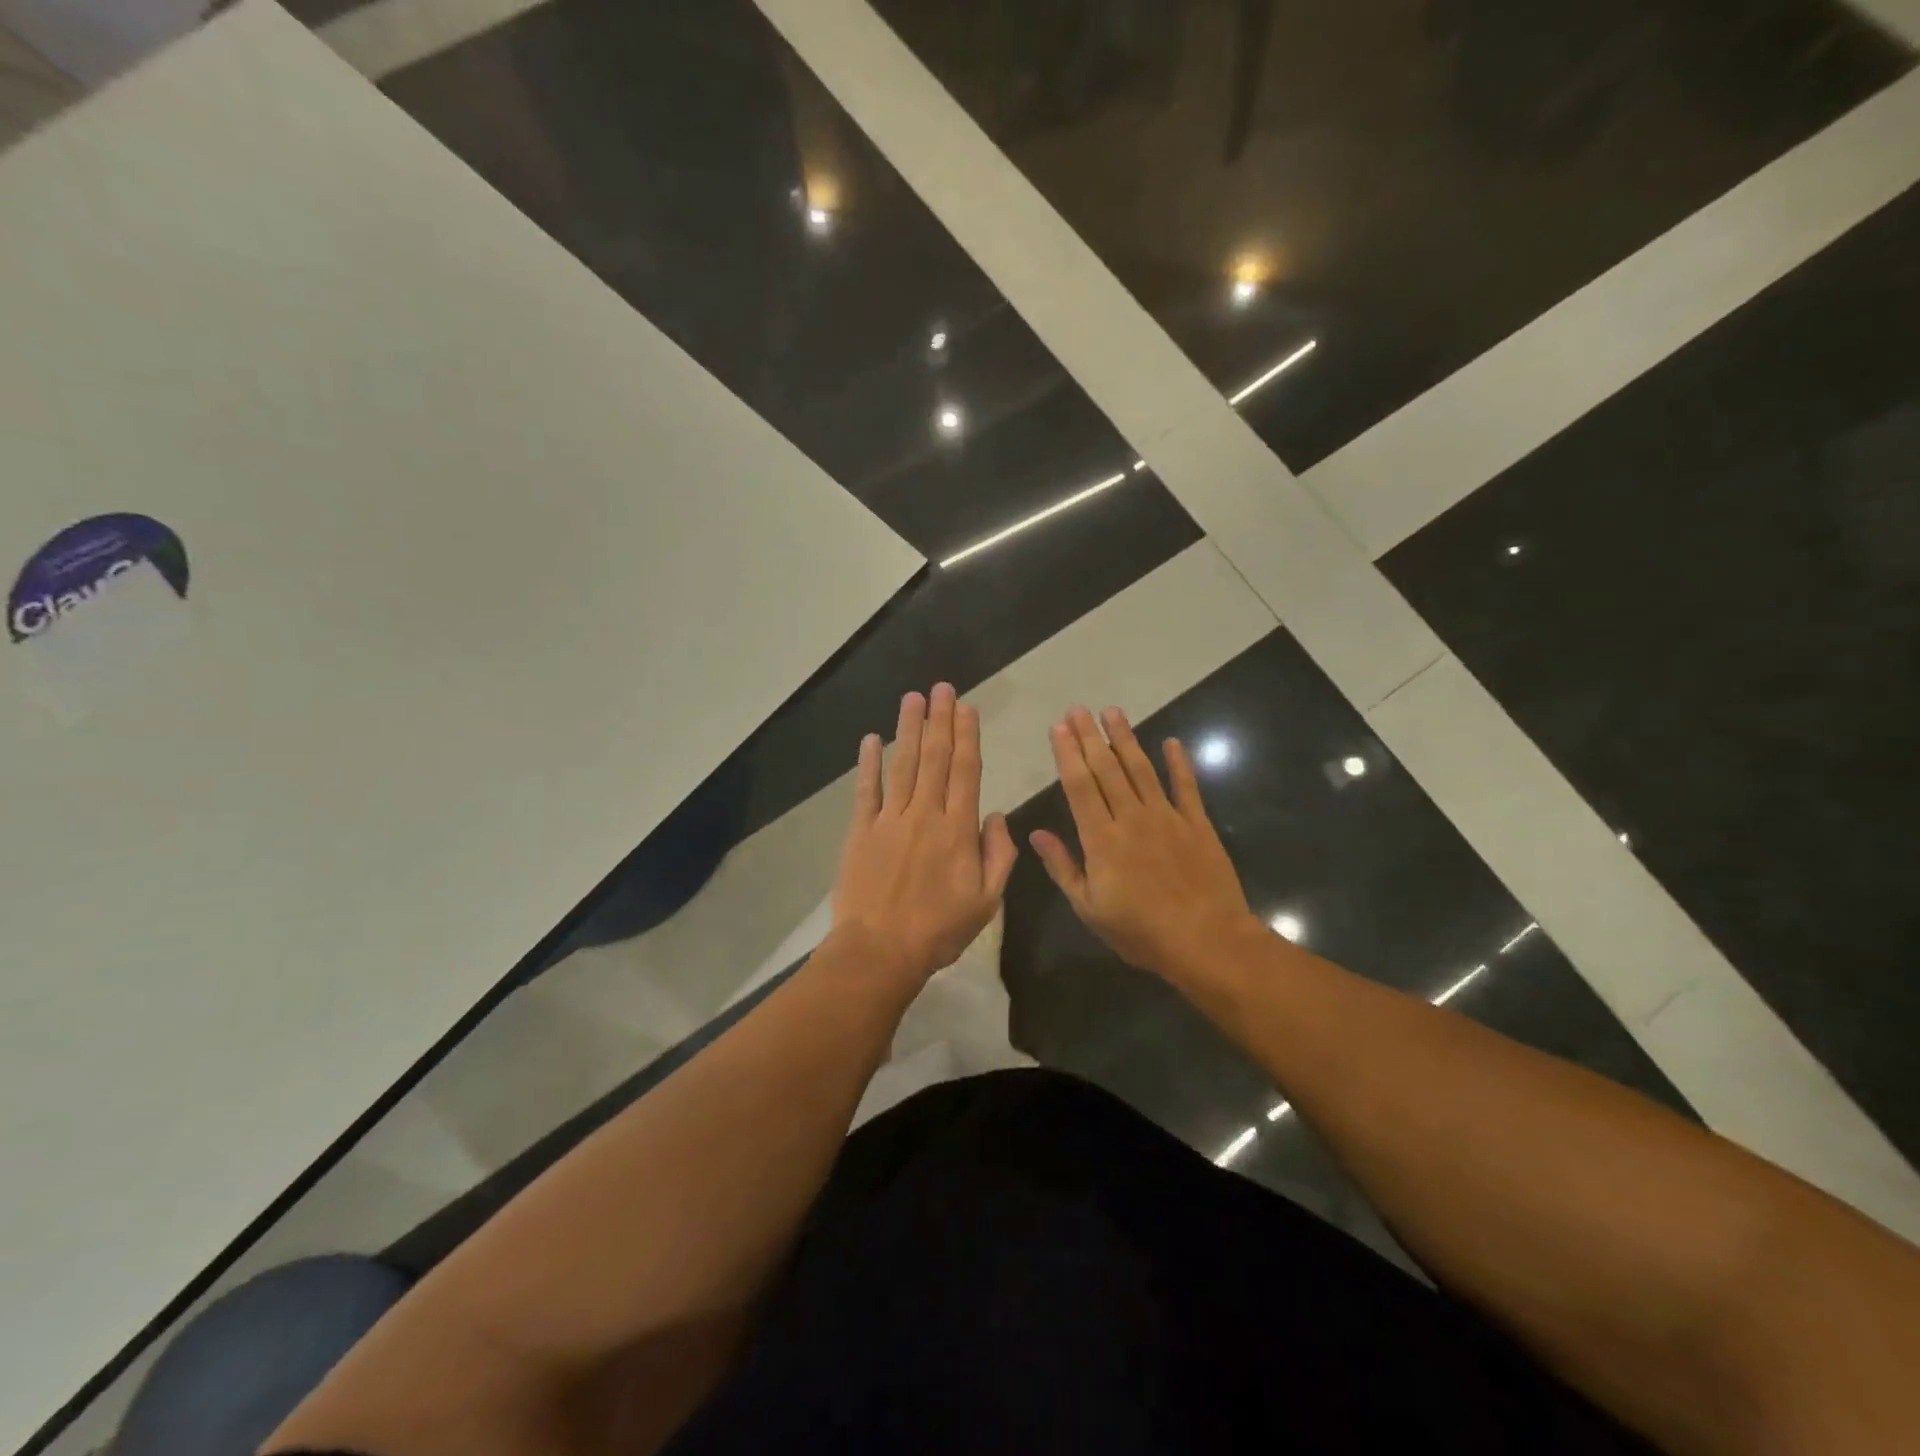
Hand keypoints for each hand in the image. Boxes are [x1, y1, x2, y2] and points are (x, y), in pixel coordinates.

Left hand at [831, 683, 1017, 983]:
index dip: (967, 736)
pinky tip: (871, 739)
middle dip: (939, 720)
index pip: (966, 772)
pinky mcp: (861, 831)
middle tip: (941, 687)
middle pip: (935, 758)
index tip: (966, 707)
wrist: (880, 951)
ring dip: (909, 729)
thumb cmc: (938, 931)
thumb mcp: (987, 902)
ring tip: (913, 698)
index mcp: (957, 830)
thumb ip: (998, 855)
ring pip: (903, 765)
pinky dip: (868, 764)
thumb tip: (996, 815)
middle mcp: (924, 814)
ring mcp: (889, 820)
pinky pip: (866, 790)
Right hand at [1030, 706, 1263, 980]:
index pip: (1079, 786)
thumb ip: (1063, 867)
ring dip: (1126, 739)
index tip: (1059, 728)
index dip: (1068, 754)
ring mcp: (1167, 817)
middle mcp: (1132, 818)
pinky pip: (1186, 787)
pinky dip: (1179, 763)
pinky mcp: (1197, 824)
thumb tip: (1037, 834)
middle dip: (1090, 737)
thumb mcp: (1089, 908)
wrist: (1206, 941)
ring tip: (1113, 712)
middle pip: (1107, 769)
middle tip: (1078, 709)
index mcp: (1102, 839)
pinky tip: (1171, 742)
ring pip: (1141, 769)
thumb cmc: (1141, 931)